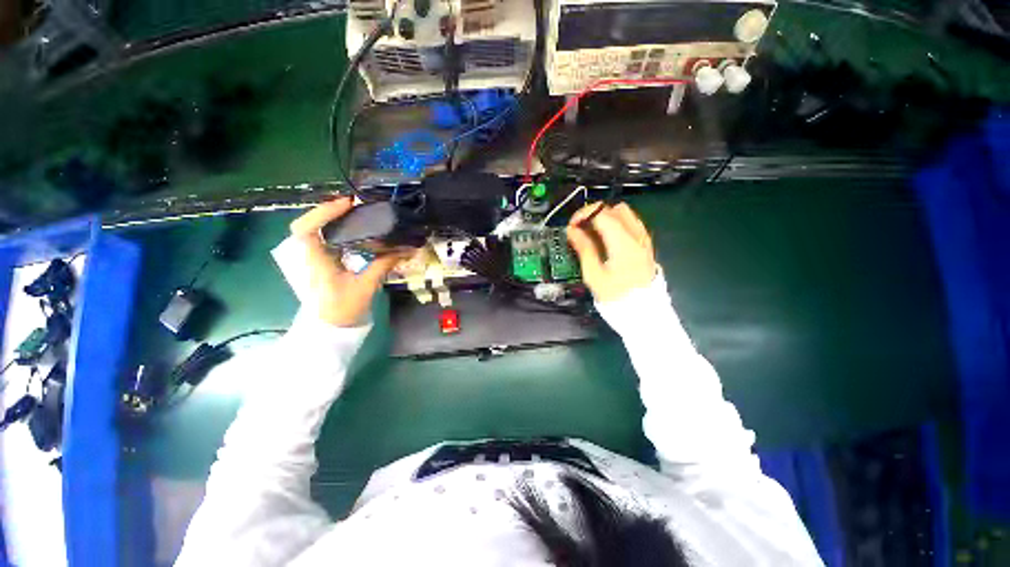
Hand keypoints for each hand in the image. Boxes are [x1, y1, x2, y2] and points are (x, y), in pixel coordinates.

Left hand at [289, 198, 403, 326]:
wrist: (330, 329)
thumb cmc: (342, 309)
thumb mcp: (365, 286)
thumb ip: (383, 265)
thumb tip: (406, 249)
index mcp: (315, 260)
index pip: (307, 228)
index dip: (324, 211)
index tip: (348, 204)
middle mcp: (310, 254)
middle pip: (310, 223)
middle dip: (329, 211)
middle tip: (354, 205)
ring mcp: (314, 257)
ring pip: (316, 230)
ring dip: (332, 218)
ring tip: (356, 212)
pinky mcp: (322, 262)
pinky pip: (325, 239)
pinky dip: (336, 230)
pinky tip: (353, 230)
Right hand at [566, 202, 657, 302]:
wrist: (642, 311)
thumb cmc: (615, 295)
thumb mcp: (594, 274)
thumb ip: (584, 248)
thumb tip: (572, 230)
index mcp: (623, 242)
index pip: (602, 213)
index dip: (583, 214)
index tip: (572, 226)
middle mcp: (636, 236)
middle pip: (614, 209)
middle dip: (595, 214)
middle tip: (581, 228)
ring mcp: (644, 239)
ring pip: (624, 214)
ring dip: (606, 218)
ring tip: (592, 234)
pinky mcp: (645, 245)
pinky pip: (630, 224)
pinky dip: (616, 224)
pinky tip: (607, 240)